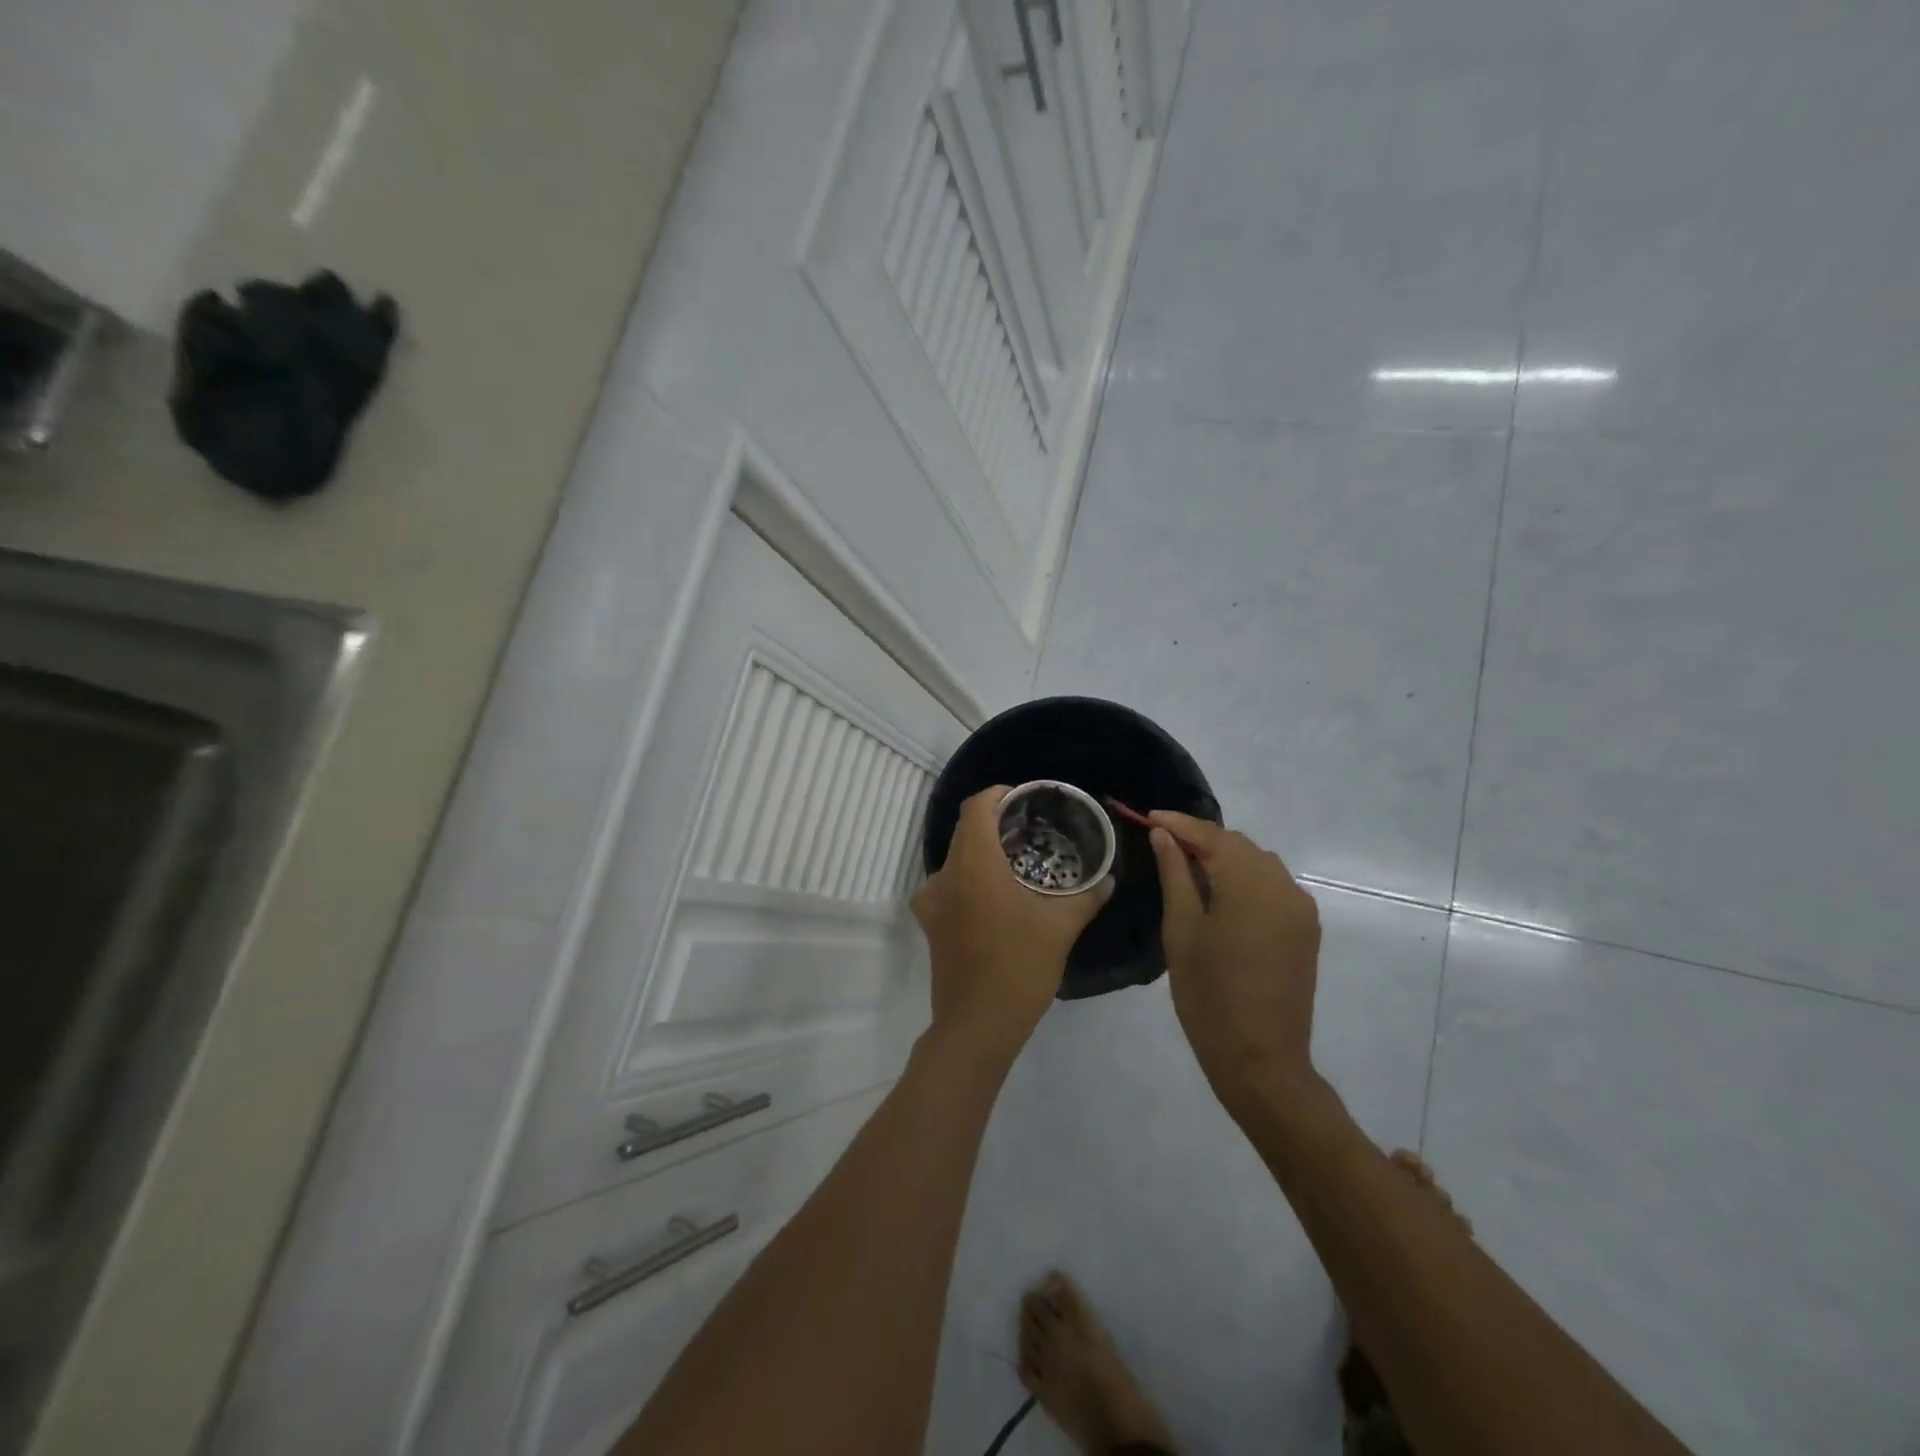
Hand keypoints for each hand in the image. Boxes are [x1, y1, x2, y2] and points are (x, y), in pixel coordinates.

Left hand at [913, 785, 1113, 1057]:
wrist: (976, 1026)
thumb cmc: (1019, 967)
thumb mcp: (1060, 928)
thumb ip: (1086, 897)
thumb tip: (1109, 879)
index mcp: (973, 864)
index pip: (977, 806)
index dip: (999, 794)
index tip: (1025, 799)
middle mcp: (944, 874)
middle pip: (965, 830)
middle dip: (996, 822)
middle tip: (1031, 829)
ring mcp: (932, 901)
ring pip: (957, 858)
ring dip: (983, 851)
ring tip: (1018, 861)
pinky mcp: (930, 923)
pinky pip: (950, 884)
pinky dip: (971, 877)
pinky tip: (998, 895)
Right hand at [1148, 812, 1321, 1115]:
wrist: (1261, 1059)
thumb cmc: (1209, 995)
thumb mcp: (1181, 930)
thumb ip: (1175, 875)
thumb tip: (1164, 836)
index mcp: (1250, 885)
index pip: (1212, 837)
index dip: (1179, 824)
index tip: (1148, 816)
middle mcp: (1283, 887)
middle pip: (1238, 845)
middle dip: (1201, 839)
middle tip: (1162, 842)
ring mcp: (1300, 909)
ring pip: (1258, 864)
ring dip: (1224, 858)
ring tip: (1187, 867)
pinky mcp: (1306, 929)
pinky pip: (1272, 887)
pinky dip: (1245, 880)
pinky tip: (1220, 894)